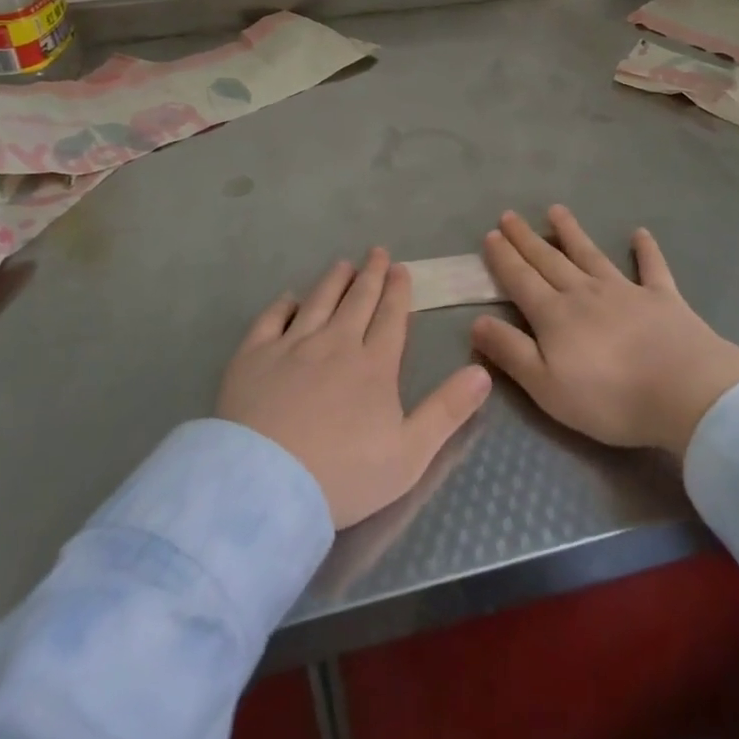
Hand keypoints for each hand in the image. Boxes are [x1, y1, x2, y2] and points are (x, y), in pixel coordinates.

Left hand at [217, 249, 492, 528]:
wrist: (266, 486)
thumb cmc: (343, 476)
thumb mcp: (410, 454)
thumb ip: (447, 410)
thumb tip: (483, 371)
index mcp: (374, 365)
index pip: (390, 317)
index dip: (398, 291)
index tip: (400, 269)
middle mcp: (335, 343)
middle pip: (357, 301)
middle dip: (370, 275)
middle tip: (377, 252)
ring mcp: (292, 345)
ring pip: (318, 301)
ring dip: (333, 281)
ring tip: (342, 265)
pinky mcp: (254, 356)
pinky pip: (271, 319)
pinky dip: (283, 304)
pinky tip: (289, 298)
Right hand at [471, 208, 738, 459]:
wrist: (685, 391)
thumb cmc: (610, 398)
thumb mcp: (547, 386)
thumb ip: (511, 352)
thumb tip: (476, 321)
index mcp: (555, 315)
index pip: (521, 280)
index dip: (504, 258)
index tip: (491, 235)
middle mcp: (585, 292)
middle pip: (549, 261)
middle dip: (526, 239)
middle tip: (510, 215)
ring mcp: (625, 290)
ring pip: (590, 255)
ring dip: (572, 232)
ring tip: (556, 211)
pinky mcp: (663, 297)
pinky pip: (651, 267)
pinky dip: (646, 250)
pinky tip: (640, 233)